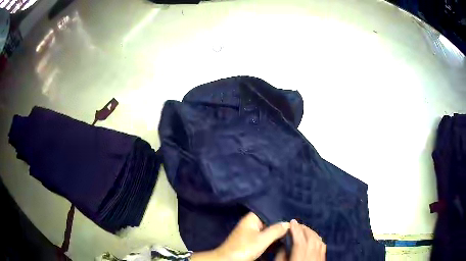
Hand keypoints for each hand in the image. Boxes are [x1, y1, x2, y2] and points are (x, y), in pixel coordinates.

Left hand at [191, 212, 289, 260]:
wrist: (228, 260)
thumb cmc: (244, 248)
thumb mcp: (262, 239)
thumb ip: (276, 230)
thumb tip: (288, 223)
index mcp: (252, 218)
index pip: (269, 212)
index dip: (281, 215)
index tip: (293, 218)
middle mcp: (251, 224)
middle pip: (269, 223)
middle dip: (280, 226)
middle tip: (295, 228)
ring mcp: (251, 234)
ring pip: (268, 232)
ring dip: (277, 235)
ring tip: (291, 235)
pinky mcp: (251, 243)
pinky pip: (264, 239)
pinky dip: (271, 241)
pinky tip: (281, 243)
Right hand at [275, 219, 325, 260]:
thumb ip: (281, 253)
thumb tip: (283, 244)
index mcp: (300, 254)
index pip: (299, 238)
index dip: (295, 228)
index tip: (291, 222)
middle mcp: (312, 252)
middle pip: (309, 236)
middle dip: (303, 228)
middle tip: (297, 224)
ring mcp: (319, 255)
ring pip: (317, 239)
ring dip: (310, 232)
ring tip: (304, 229)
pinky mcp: (322, 258)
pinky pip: (321, 244)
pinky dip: (317, 238)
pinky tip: (314, 238)